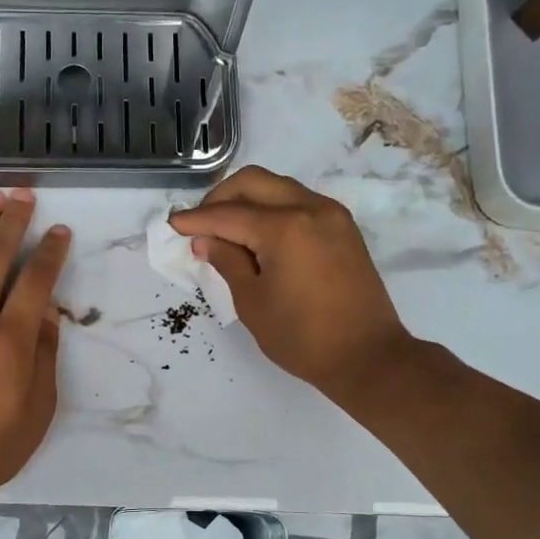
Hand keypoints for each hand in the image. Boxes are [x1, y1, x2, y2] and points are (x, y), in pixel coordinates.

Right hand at [169, 167, 413, 402]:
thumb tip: (206, 240)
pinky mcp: (342, 227)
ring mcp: (331, 215)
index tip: (172, 224)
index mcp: (285, 228)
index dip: (196, 219)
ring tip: (226, 230)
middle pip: (254, 182)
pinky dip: (272, 209)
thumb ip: (227, 262)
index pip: (228, 214)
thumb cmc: (302, 337)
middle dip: (220, 198)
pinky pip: (298, 202)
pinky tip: (257, 235)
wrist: (367, 356)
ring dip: (248, 200)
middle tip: (200, 224)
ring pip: (278, 187)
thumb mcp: (253, 302)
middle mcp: (310, 208)